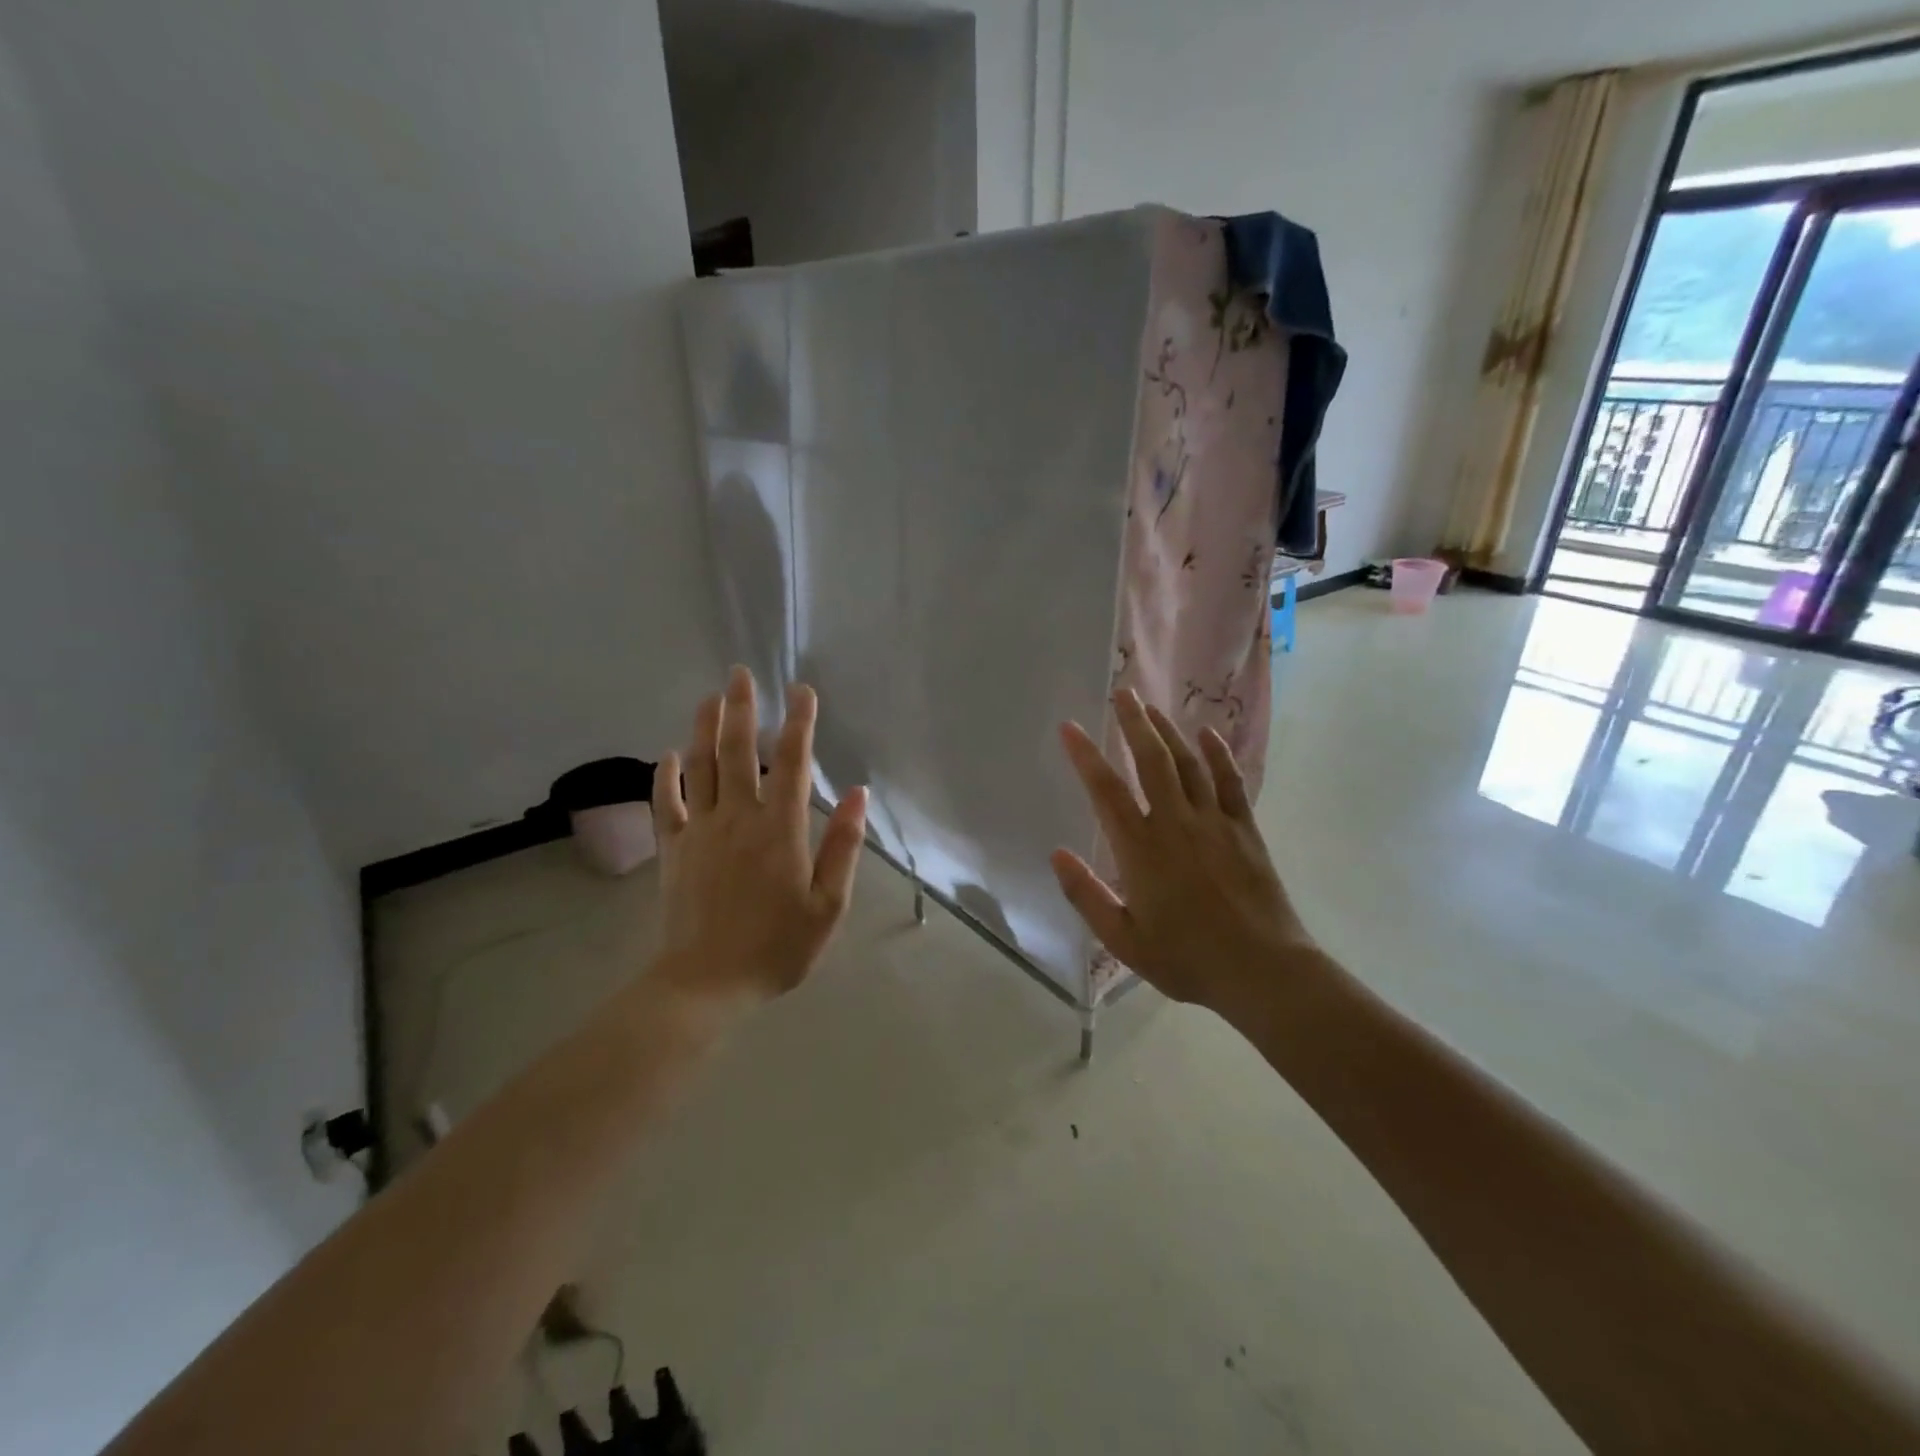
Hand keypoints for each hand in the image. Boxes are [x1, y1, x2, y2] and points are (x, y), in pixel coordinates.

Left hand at [649, 667, 867, 1007]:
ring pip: (700, 766)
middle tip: (740, 673)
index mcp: (780, 829)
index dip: (798, 722)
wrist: (706, 983)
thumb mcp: (828, 904)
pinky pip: (666, 803)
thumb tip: (858, 795)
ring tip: (709, 697)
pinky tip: (667, 755)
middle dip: (741, 708)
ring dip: (703, 728)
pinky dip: (665, 775)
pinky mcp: (673, 849)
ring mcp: (700, 830)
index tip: (802, 691)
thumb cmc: (776, 947)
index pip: (792, 762)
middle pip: (737, 751)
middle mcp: (738, 817)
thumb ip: (842, 846)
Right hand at [1051, 689, 1315, 1012]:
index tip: (1070, 728)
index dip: (1085, 756)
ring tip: (1152, 706)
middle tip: (1120, 692)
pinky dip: (1219, 755)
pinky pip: (1230, 782)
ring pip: (1188, 764)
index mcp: (1141, 849)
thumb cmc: (1186, 958)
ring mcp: (1214, 822)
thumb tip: (1057, 854)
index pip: (1106, 791)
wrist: (1262, 970)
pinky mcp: (1244, 829)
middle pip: (1151, 760)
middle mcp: (1176, 823)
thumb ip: (1086, 895)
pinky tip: (1209, 734)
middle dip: (1133, 723)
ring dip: (1168, 732)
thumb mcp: (1123, 939)